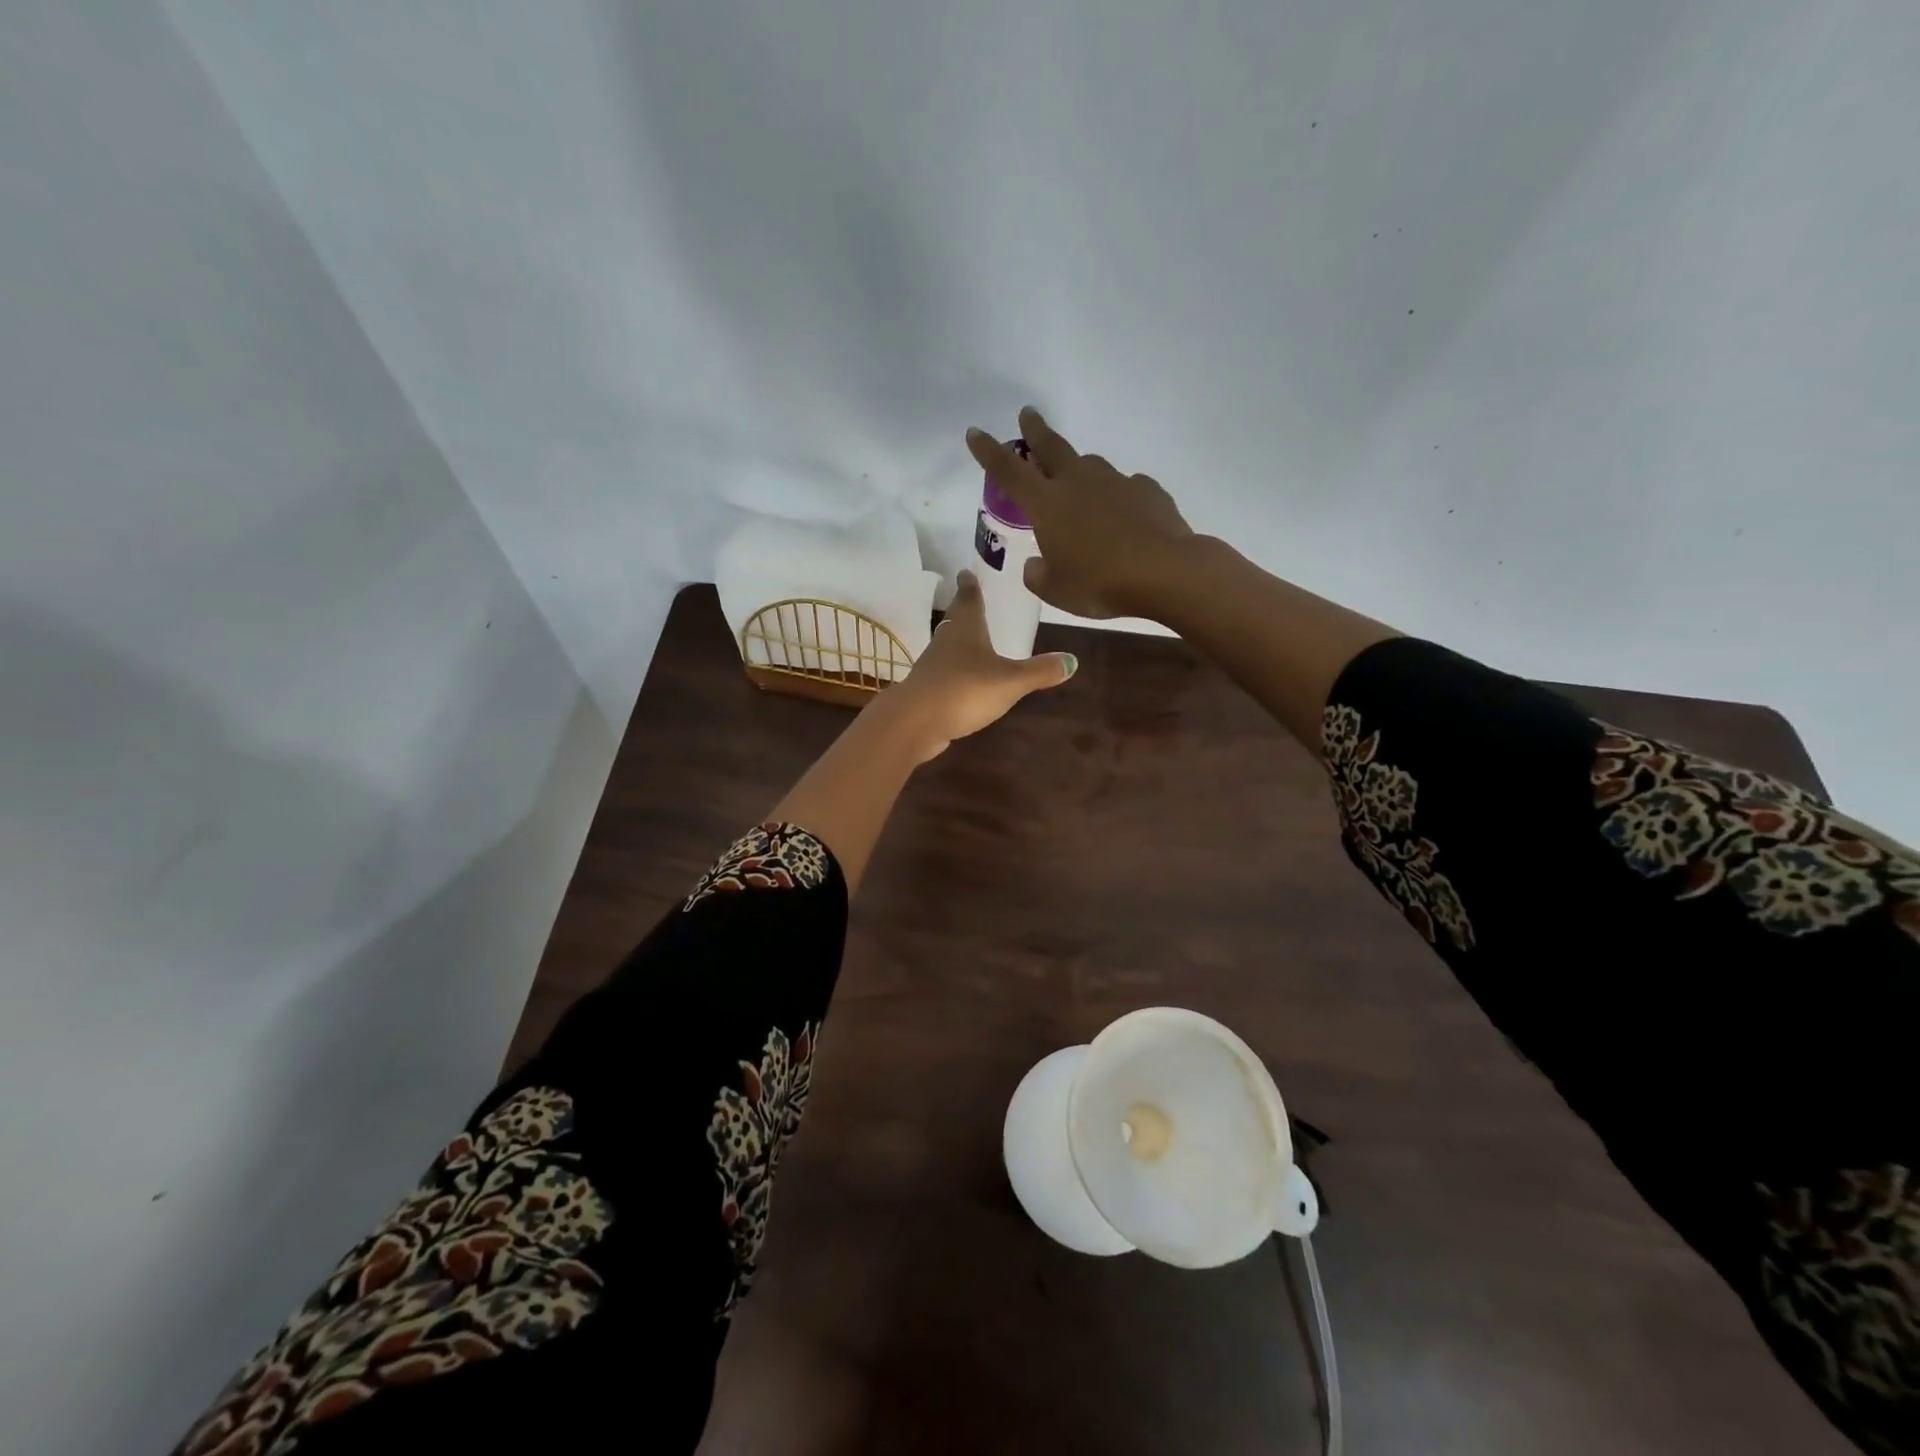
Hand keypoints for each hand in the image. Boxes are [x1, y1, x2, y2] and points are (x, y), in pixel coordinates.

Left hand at [886, 568, 1075, 761]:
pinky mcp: (926, 690)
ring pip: (947, 646)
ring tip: (971, 639)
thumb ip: (1039, 671)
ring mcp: (932, 667)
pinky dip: (954, 671)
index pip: (969, 599)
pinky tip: (963, 679)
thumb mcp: (1010, 681)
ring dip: (957, 641)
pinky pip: (944, 674)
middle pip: (955, 621)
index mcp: (966, 630)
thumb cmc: (965, 689)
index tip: (966, 571)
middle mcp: (946, 642)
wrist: (915, 722)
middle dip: (963, 610)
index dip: (970, 585)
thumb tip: (1072, 660)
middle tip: (970, 599)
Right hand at [966, 406, 1193, 619]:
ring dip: (1079, 469)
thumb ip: (1039, 575)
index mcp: (1047, 504)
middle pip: (1051, 446)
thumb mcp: (1056, 590)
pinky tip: (1123, 517)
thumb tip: (1036, 565)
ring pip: (1090, 465)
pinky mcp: (1147, 489)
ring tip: (1079, 484)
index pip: (1008, 471)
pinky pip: (1125, 487)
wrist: (1164, 571)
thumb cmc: (1099, 583)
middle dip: (1035, 430)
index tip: (975, 432)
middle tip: (1028, 414)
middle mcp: (1078, 482)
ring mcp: (1115, 481)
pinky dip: (1117, 497)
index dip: (988, 451)